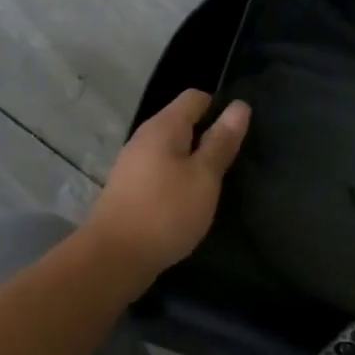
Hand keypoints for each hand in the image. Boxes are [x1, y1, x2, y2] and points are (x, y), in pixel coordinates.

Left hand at [85, 89, 250, 282]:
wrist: (114, 256)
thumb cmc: (166, 212)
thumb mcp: (204, 176)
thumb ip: (221, 142)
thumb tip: (239, 106)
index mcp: (163, 127)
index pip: (195, 98)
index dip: (220, 108)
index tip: (240, 134)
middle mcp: (144, 138)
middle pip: (182, 123)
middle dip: (209, 137)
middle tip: (235, 162)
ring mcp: (133, 165)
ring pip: (172, 151)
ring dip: (194, 162)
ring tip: (216, 185)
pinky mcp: (130, 190)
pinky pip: (161, 172)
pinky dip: (178, 181)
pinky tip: (190, 202)